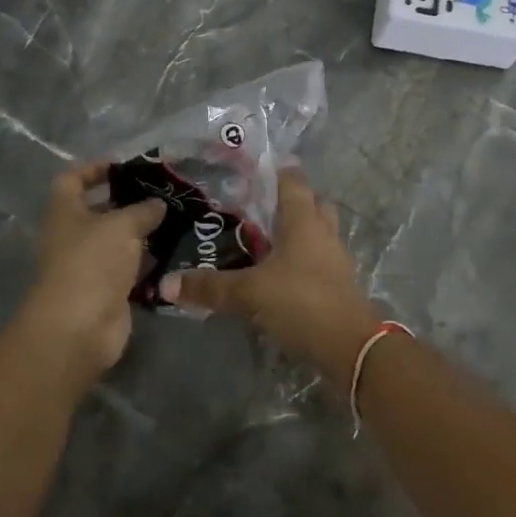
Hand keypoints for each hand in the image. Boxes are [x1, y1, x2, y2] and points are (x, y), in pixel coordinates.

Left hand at [21, 162, 163, 387]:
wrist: (80, 326)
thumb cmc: (92, 262)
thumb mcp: (122, 225)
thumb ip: (143, 210)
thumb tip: (157, 204)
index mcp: (65, 212)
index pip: (72, 179)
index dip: (95, 168)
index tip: (124, 166)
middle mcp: (73, 236)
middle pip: (99, 210)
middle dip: (129, 201)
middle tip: (163, 193)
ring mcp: (89, 265)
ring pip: (118, 241)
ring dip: (143, 232)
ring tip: (177, 218)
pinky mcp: (107, 290)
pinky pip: (130, 268)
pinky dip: (149, 261)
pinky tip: (175, 250)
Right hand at [172, 170, 381, 380]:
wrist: (350, 347)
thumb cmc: (301, 302)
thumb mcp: (249, 294)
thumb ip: (209, 287)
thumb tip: (165, 284)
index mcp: (303, 220)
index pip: (292, 181)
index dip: (275, 171)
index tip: (252, 168)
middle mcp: (323, 232)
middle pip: (311, 203)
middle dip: (289, 200)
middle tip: (258, 205)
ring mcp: (334, 258)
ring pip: (317, 231)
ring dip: (296, 231)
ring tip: (265, 238)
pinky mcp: (338, 283)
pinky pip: (318, 258)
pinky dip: (301, 258)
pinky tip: (280, 273)